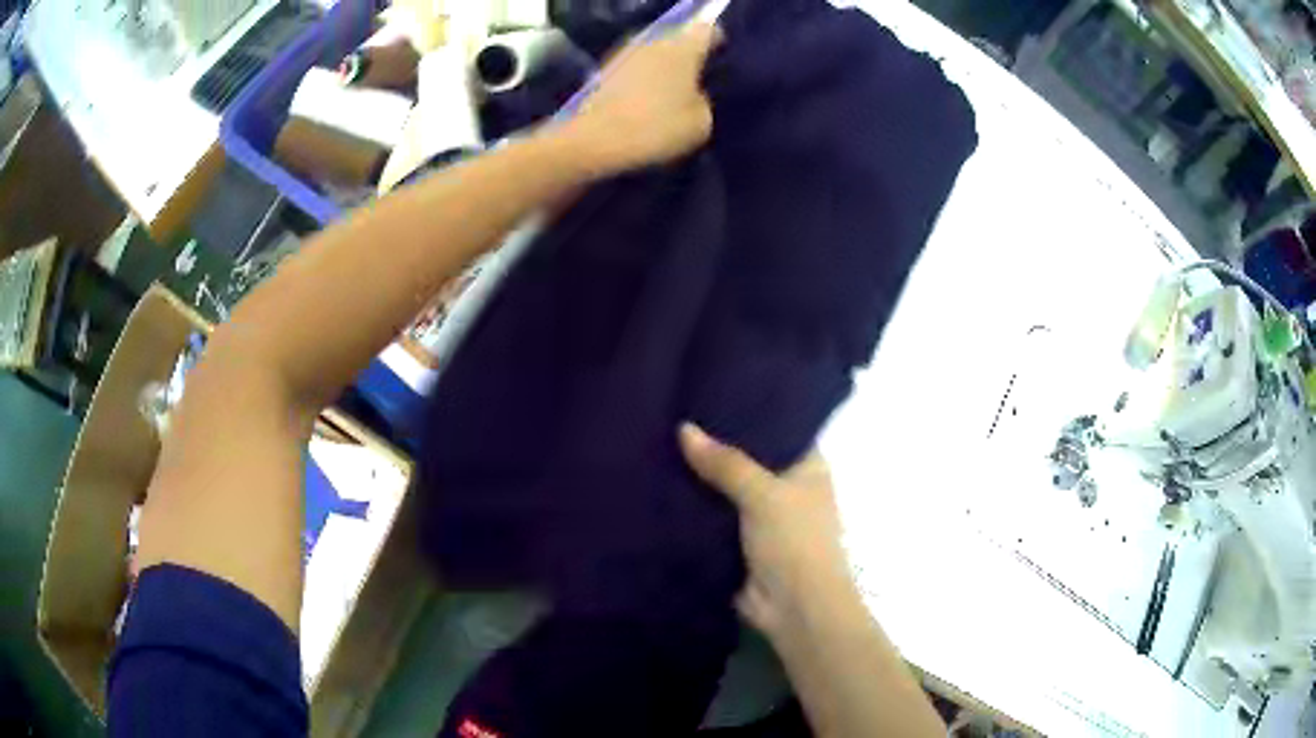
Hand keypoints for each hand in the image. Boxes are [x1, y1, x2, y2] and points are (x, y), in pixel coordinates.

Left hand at [567, 22, 721, 172]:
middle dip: (687, 57)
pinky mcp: (603, 71)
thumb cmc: (658, 127)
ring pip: (654, 54)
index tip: (719, 63)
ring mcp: (625, 53)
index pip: (708, 30)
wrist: (596, 141)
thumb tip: (694, 93)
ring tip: (669, 96)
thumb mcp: (701, 122)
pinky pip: (634, 70)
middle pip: (678, 40)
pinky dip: (641, 82)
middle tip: (696, 83)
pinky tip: (644, 104)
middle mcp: (654, 40)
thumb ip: (704, 99)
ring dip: (662, 70)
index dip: (717, 44)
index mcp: (684, 46)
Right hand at [679, 423, 852, 637]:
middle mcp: (786, 488)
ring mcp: (760, 518)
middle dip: (715, 445)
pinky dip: (691, 508)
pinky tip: (658, 485)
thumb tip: (684, 429)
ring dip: (700, 478)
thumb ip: (725, 463)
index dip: (749, 412)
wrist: (794, 609)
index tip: (711, 392)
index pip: (778, 428)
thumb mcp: (764, 494)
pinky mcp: (737, 543)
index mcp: (806, 468)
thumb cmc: (795, 542)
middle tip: (674, 413)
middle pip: (747, 460)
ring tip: (658, 442)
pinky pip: (711, 518)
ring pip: (725, 490)